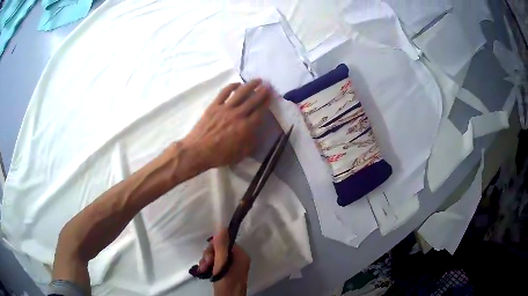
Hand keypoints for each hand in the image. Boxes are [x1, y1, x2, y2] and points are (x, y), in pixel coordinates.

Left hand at [182, 79, 270, 170]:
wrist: (198, 150)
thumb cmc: (220, 155)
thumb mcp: (240, 154)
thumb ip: (251, 143)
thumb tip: (257, 133)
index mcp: (246, 127)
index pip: (260, 112)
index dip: (267, 103)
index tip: (271, 96)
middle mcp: (238, 115)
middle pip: (252, 100)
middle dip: (262, 92)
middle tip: (268, 85)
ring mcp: (225, 109)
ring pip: (240, 93)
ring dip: (250, 85)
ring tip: (257, 80)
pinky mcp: (214, 106)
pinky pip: (224, 93)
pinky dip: (231, 87)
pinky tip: (237, 83)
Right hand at [198, 229, 250, 295]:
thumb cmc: (226, 283)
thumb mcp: (222, 264)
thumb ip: (221, 247)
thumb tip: (223, 228)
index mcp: (241, 256)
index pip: (226, 242)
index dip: (215, 246)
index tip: (208, 256)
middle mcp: (238, 259)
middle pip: (219, 249)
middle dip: (209, 255)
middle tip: (205, 265)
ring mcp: (232, 266)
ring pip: (215, 256)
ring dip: (206, 261)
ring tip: (203, 270)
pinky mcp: (226, 272)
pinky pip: (215, 264)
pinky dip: (208, 266)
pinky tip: (203, 272)